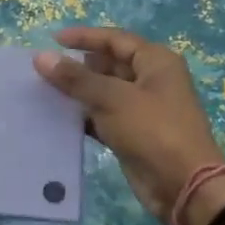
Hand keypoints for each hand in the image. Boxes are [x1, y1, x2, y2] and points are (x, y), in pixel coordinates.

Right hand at [34, 26, 224, 224]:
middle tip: (44, 71)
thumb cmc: (153, 131)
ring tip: (44, 92)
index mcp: (155, 62)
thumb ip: (76, 78)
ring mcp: (142, 109)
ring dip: (78, 93)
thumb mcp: (112, 99)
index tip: (53, 40)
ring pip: (104, 92)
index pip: (115, 39)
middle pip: (109, 64)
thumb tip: (41, 57)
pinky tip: (58, 118)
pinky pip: (103, 117)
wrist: (183, 186)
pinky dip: (84, 116)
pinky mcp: (132, 133)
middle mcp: (151, 80)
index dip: (84, 37)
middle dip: (78, 66)